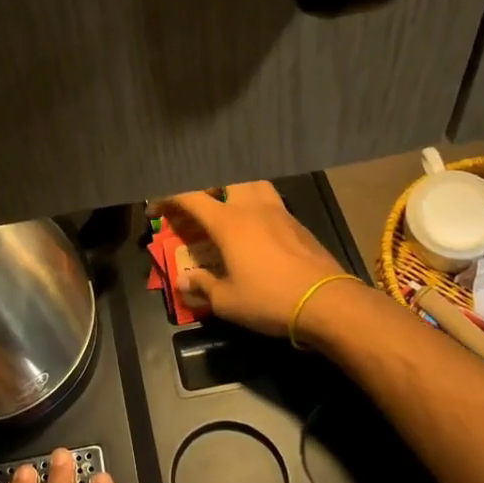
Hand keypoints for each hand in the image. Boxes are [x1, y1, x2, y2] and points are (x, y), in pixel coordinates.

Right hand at [148, 181, 351, 339]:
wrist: (327, 302)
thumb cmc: (270, 300)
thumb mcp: (227, 301)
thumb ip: (202, 287)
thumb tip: (183, 281)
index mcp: (228, 222)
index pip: (190, 196)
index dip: (167, 198)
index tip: (155, 210)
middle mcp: (251, 207)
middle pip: (224, 180)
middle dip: (206, 188)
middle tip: (198, 206)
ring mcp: (278, 212)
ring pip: (252, 184)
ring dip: (235, 189)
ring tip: (229, 209)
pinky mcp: (298, 223)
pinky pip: (271, 201)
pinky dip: (257, 205)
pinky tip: (258, 229)